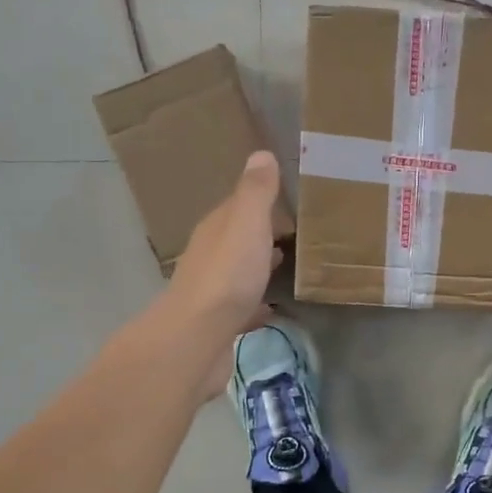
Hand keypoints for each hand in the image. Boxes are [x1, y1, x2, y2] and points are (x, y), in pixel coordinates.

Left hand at [165, 150, 283, 337]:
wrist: (197, 338)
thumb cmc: (227, 275)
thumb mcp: (246, 224)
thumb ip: (255, 192)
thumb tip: (260, 154)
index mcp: (215, 229)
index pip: (236, 207)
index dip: (259, 203)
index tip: (288, 202)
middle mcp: (209, 256)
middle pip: (236, 240)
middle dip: (260, 236)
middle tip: (294, 235)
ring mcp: (212, 293)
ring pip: (238, 273)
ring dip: (257, 268)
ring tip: (286, 268)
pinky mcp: (219, 325)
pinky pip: (242, 309)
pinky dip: (256, 305)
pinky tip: (273, 310)